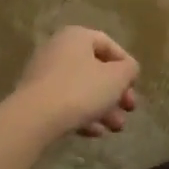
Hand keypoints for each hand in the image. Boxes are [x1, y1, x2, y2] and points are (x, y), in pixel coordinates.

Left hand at [17, 27, 139, 139]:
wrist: (34, 118)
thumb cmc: (81, 89)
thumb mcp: (116, 78)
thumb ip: (129, 69)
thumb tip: (128, 69)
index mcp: (76, 36)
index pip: (109, 45)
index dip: (126, 65)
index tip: (134, 85)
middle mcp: (58, 49)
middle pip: (95, 69)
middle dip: (116, 92)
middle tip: (128, 109)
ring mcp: (43, 74)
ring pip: (81, 88)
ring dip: (103, 107)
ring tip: (115, 128)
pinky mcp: (35, 98)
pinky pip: (65, 102)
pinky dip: (82, 114)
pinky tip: (94, 132)